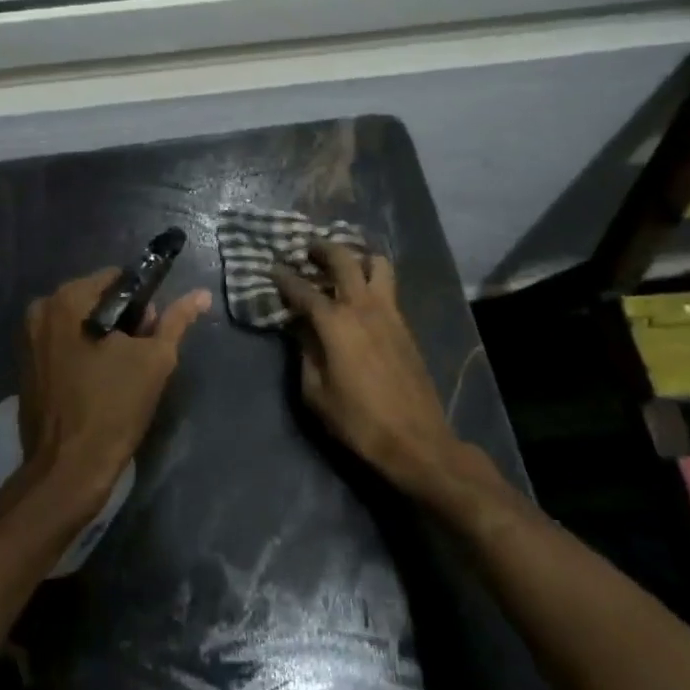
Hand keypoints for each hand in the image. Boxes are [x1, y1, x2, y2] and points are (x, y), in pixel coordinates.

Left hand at [17, 269, 211, 513]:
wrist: (68, 469)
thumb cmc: (113, 408)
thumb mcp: (155, 360)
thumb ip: (176, 321)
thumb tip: (200, 294)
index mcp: (67, 300)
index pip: (117, 279)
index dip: (143, 301)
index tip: (152, 331)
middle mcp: (41, 311)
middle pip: (96, 299)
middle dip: (123, 320)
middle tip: (141, 355)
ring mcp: (28, 339)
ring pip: (80, 323)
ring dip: (104, 338)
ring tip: (123, 372)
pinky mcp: (26, 366)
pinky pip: (63, 344)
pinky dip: (83, 353)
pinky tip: (99, 381)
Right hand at [271, 244, 461, 497]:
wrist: (417, 440)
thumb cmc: (358, 421)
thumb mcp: (316, 393)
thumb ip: (305, 353)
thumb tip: (301, 329)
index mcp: (336, 323)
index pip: (303, 290)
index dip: (284, 278)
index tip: (272, 268)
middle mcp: (363, 307)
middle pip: (343, 260)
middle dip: (322, 249)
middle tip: (307, 248)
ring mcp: (389, 312)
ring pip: (377, 264)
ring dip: (356, 257)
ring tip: (342, 264)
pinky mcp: (405, 325)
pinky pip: (388, 286)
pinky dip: (372, 277)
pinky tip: (360, 291)